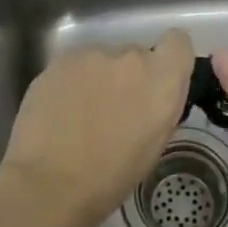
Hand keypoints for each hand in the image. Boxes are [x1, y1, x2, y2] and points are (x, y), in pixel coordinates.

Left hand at [0, 29, 194, 226]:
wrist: (49, 184)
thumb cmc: (110, 178)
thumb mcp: (154, 145)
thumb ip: (160, 107)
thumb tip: (153, 96)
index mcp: (162, 79)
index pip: (178, 42)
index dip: (169, 59)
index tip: (156, 82)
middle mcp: (131, 57)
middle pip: (136, 54)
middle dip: (128, 76)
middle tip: (113, 109)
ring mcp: (93, 55)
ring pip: (102, 60)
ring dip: (98, 79)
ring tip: (81, 114)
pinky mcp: (60, 60)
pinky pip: (75, 66)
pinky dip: (71, 83)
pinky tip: (60, 112)